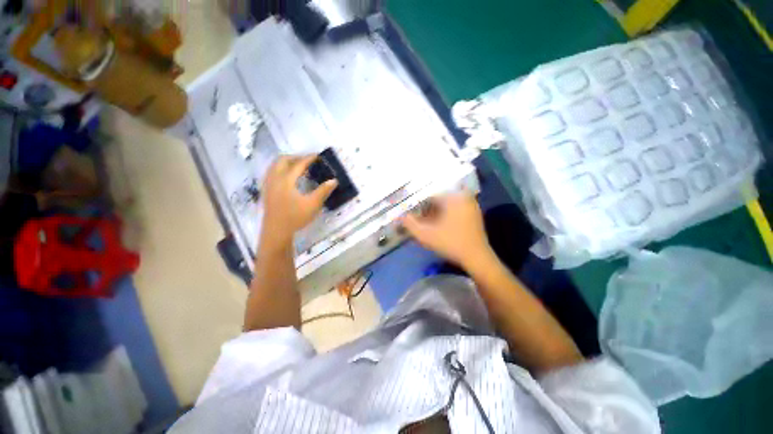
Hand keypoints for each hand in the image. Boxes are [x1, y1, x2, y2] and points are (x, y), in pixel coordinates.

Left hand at [261, 155, 337, 246]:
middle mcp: (275, 178)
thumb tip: (334, 180)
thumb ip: (323, 191)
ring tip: (298, 167)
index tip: (318, 156)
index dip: (309, 158)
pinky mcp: (266, 191)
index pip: (298, 164)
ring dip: (287, 162)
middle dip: (296, 157)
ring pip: (275, 166)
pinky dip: (280, 169)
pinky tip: (287, 177)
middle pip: (282, 160)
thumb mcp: (313, 204)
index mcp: (286, 180)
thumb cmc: (295, 217)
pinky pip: (271, 172)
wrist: (276, 231)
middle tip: (307, 161)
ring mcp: (268, 184)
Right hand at [401, 192, 493, 269]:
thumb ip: (410, 224)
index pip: (429, 196)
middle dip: (427, 210)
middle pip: (438, 200)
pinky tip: (442, 226)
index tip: (414, 217)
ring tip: (430, 225)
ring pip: (447, 205)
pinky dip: (446, 215)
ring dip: (436, 213)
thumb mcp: (425, 235)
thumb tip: (400, 216)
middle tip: (421, 222)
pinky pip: (455, 209)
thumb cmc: (450, 243)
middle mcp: (463, 196)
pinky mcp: (474, 213)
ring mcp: (471, 204)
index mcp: (452, 197)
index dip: (419, 207)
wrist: (476, 257)